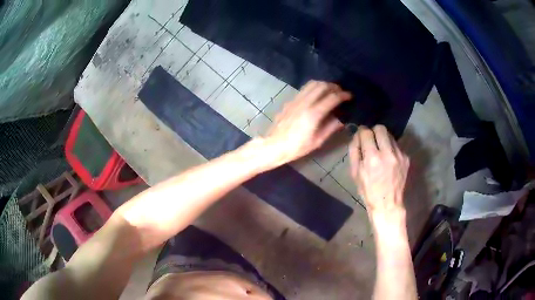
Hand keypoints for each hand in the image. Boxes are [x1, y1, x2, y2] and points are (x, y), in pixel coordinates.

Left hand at [265, 81, 350, 165]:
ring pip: (312, 84)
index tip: (350, 96)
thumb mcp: (317, 141)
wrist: (274, 145)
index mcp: (313, 114)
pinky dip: (314, 87)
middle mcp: (305, 103)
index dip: (344, 95)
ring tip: (330, 91)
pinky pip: (304, 88)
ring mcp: (296, 100)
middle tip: (341, 92)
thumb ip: (330, 128)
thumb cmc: (296, 147)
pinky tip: (317, 94)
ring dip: (324, 84)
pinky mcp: (290, 101)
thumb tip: (342, 120)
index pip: (332, 98)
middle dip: (334, 87)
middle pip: (322, 86)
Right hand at [348, 125, 409, 216]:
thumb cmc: (368, 190)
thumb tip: (356, 135)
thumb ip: (354, 151)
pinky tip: (388, 159)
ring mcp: (399, 155)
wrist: (388, 204)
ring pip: (390, 135)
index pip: (366, 132)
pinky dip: (391, 148)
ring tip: (380, 151)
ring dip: (383, 140)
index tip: (361, 136)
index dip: (362, 132)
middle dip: (373, 132)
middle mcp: (388, 153)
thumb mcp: (355, 173)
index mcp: (372, 158)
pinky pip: (397, 145)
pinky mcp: (406, 158)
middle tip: (371, 141)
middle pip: (380, 128)